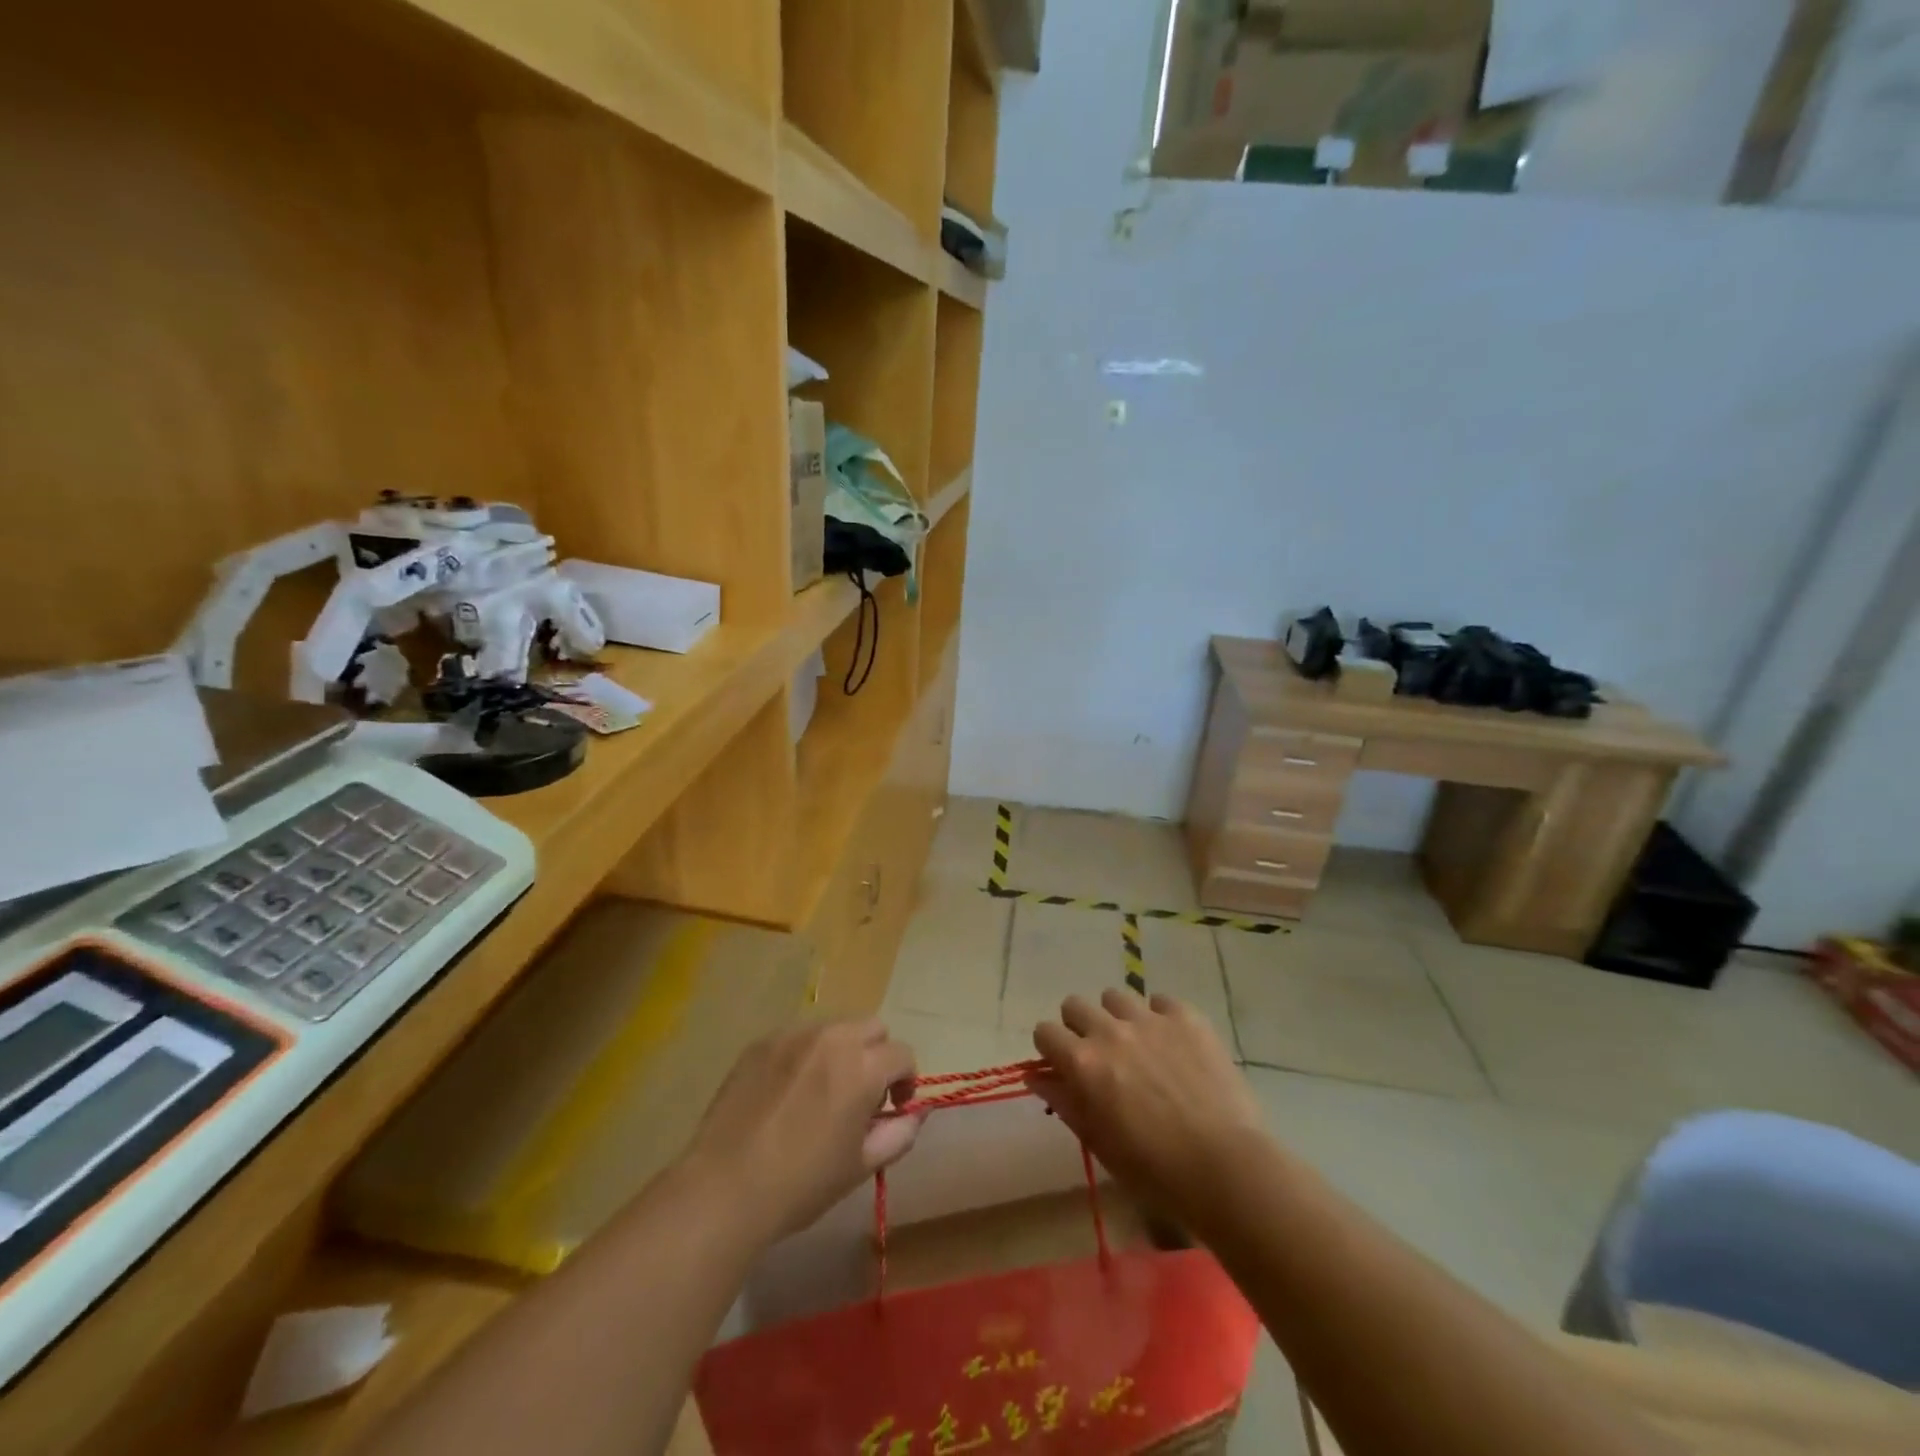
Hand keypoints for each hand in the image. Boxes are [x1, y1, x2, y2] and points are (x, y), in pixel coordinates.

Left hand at [681, 1020, 920, 1243]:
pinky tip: (787, 1092)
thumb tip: (915, 1113)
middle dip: (877, 1054)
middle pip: (872, 1027)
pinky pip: (798, 1036)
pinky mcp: (762, 1042)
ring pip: (834, 1027)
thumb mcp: (860, 1166)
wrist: (725, 1187)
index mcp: (863, 1067)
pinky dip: (805, 1054)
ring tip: (822, 1091)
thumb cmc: (801, 1184)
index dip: (905, 1081)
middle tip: (862, 1093)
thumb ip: (899, 1133)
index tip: (893, 1108)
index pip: (902, 1054)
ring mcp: (794, 1035)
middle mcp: (832, 1038)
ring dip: (841, 1051)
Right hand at [1030, 990, 1266, 1228]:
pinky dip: (1160, 1017)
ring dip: (1118, 1017)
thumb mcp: (1099, 1143)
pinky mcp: (1186, 1017)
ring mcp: (1149, 1019)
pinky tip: (1173, 1045)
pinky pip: (1161, 1001)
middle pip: (1075, 1005)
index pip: (1045, 1032)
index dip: (1051, 1049)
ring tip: (1138, 1046)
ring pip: (1115, 997)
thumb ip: (1064, 1102)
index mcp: (1082, 1063)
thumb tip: (1037, 1077)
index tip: (1063, 1066)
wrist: (1225, 1167)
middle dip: (1080, 1027)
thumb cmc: (1155, 1171)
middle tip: (1100, 1056)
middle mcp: (1109, 1031)